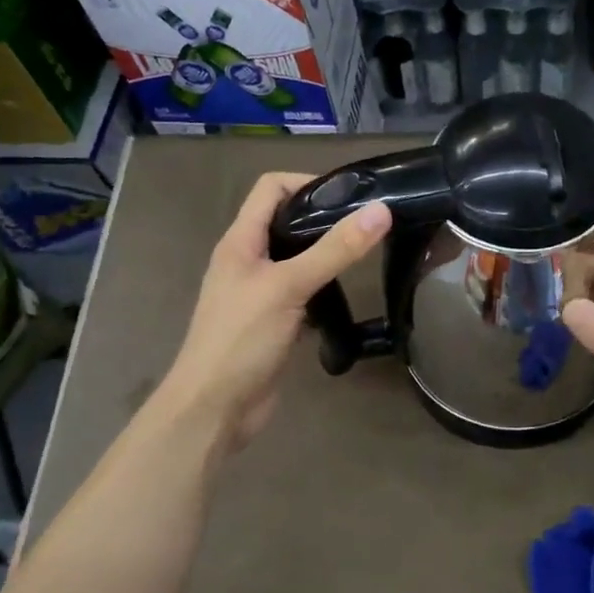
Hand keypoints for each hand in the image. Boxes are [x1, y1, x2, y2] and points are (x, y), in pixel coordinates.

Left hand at [156, 172, 390, 456]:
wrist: (213, 410)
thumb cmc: (241, 340)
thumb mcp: (289, 287)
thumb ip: (335, 250)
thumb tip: (380, 210)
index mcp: (240, 241)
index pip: (271, 188)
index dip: (307, 182)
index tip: (350, 196)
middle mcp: (247, 260)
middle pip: (286, 222)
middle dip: (324, 219)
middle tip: (366, 226)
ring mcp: (259, 293)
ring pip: (297, 260)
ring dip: (325, 256)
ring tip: (364, 256)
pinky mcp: (273, 322)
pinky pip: (301, 294)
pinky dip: (323, 291)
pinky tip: (346, 300)